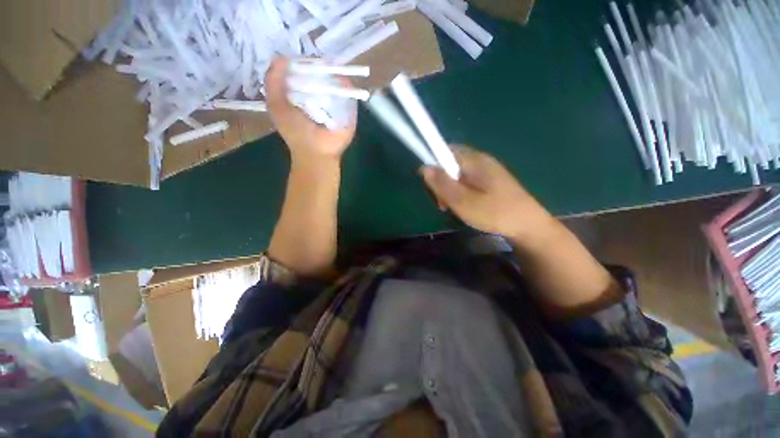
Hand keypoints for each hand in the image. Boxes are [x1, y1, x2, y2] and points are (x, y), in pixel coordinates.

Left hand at [265, 57, 356, 161]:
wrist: (317, 152)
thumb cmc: (295, 131)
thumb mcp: (276, 104)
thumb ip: (274, 80)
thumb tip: (283, 57)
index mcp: (302, 94)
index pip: (303, 71)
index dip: (302, 62)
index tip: (302, 57)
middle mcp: (319, 96)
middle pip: (321, 73)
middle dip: (319, 66)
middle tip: (318, 61)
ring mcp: (336, 102)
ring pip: (337, 81)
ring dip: (334, 74)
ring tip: (330, 68)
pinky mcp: (349, 110)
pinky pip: (349, 93)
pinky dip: (346, 86)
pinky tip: (341, 82)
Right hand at [421, 146, 552, 239]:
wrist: (528, 225)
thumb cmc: (495, 213)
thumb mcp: (463, 201)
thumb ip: (442, 184)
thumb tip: (424, 167)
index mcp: (473, 160)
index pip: (443, 151)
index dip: (432, 166)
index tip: (432, 187)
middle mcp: (479, 160)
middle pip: (449, 163)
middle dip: (441, 181)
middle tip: (443, 203)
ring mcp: (486, 170)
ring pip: (456, 174)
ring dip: (449, 189)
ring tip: (453, 208)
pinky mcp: (489, 181)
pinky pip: (466, 181)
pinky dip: (459, 192)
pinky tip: (464, 206)